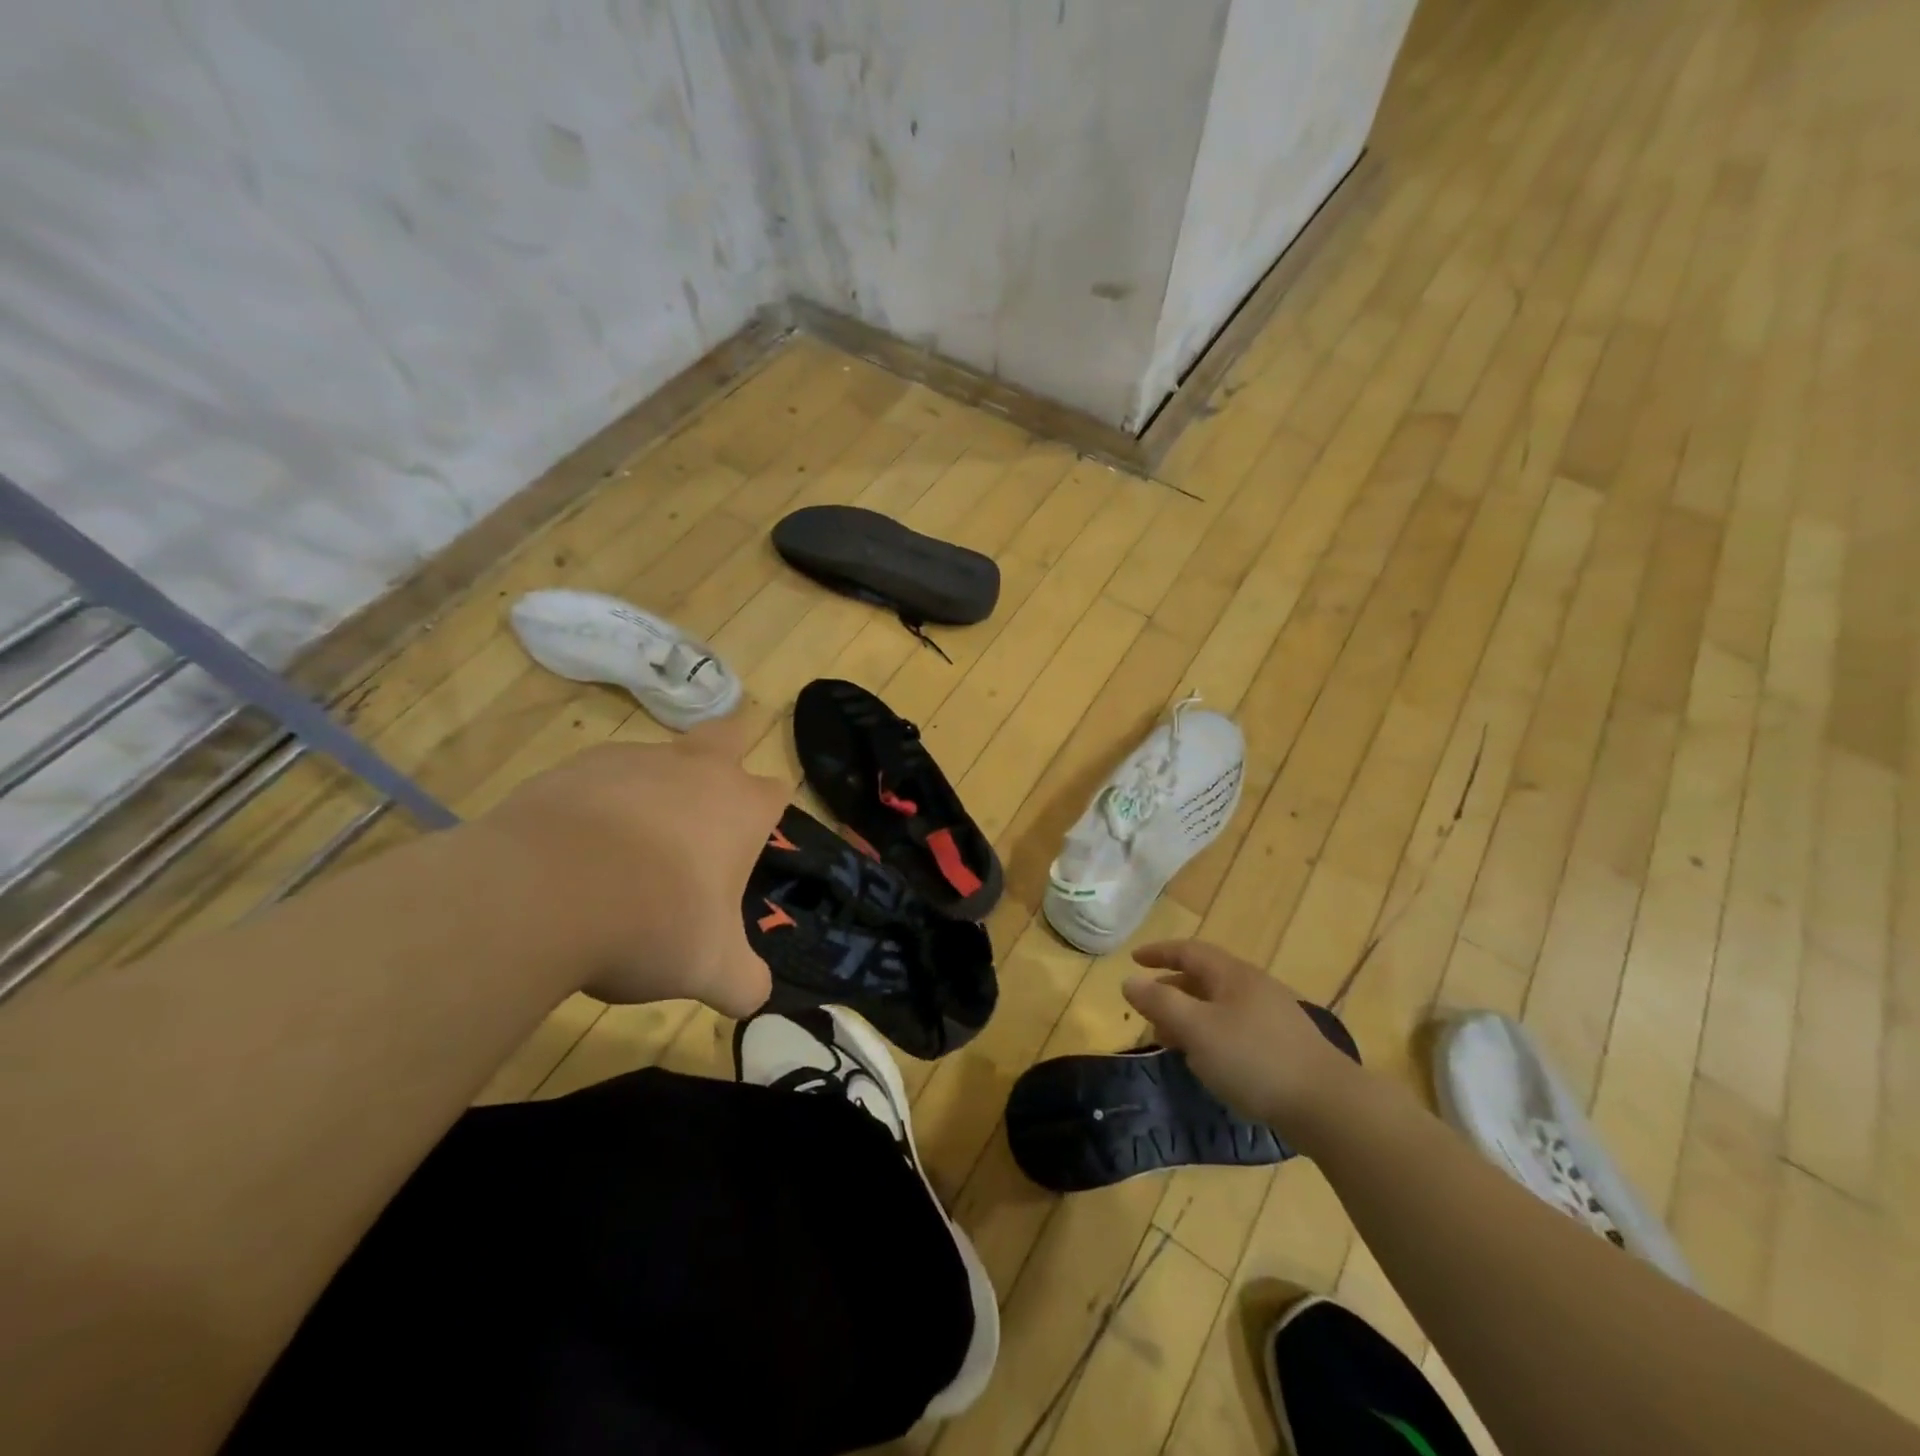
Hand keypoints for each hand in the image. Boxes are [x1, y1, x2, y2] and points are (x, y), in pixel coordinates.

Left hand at [482, 717, 788, 1016]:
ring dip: (656, 787)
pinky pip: (599, 777)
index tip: (751, 843)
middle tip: (709, 799)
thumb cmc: (654, 923)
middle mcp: (695, 770)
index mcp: (741, 808)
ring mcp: (633, 761)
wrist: (545, 893)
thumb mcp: (712, 970)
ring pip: (659, 757)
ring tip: (630, 846)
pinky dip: (598, 803)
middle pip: (728, 735)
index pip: (776, 791)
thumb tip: (755, 997)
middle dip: (730, 751)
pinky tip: (578, 847)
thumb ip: (743, 983)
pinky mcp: (574, 768)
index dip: (768, 813)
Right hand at [1123, 939, 1364, 1145]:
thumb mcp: (1196, 1030)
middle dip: (1172, 989)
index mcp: (1232, 974)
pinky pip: (1235, 1026)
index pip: (1189, 951)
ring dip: (1190, 1015)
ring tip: (1171, 1039)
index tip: (1134, 960)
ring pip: (1220, 1004)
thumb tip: (1129, 981)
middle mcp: (1253, 986)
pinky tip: (1209, 1060)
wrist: (1328, 1105)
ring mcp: (1273, 1015)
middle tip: (1148, 1008)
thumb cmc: (1254, 1059)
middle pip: (1204, 977)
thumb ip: (1160, 1003)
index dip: (1159, 952)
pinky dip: (1211, 1033)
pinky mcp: (1285, 1045)